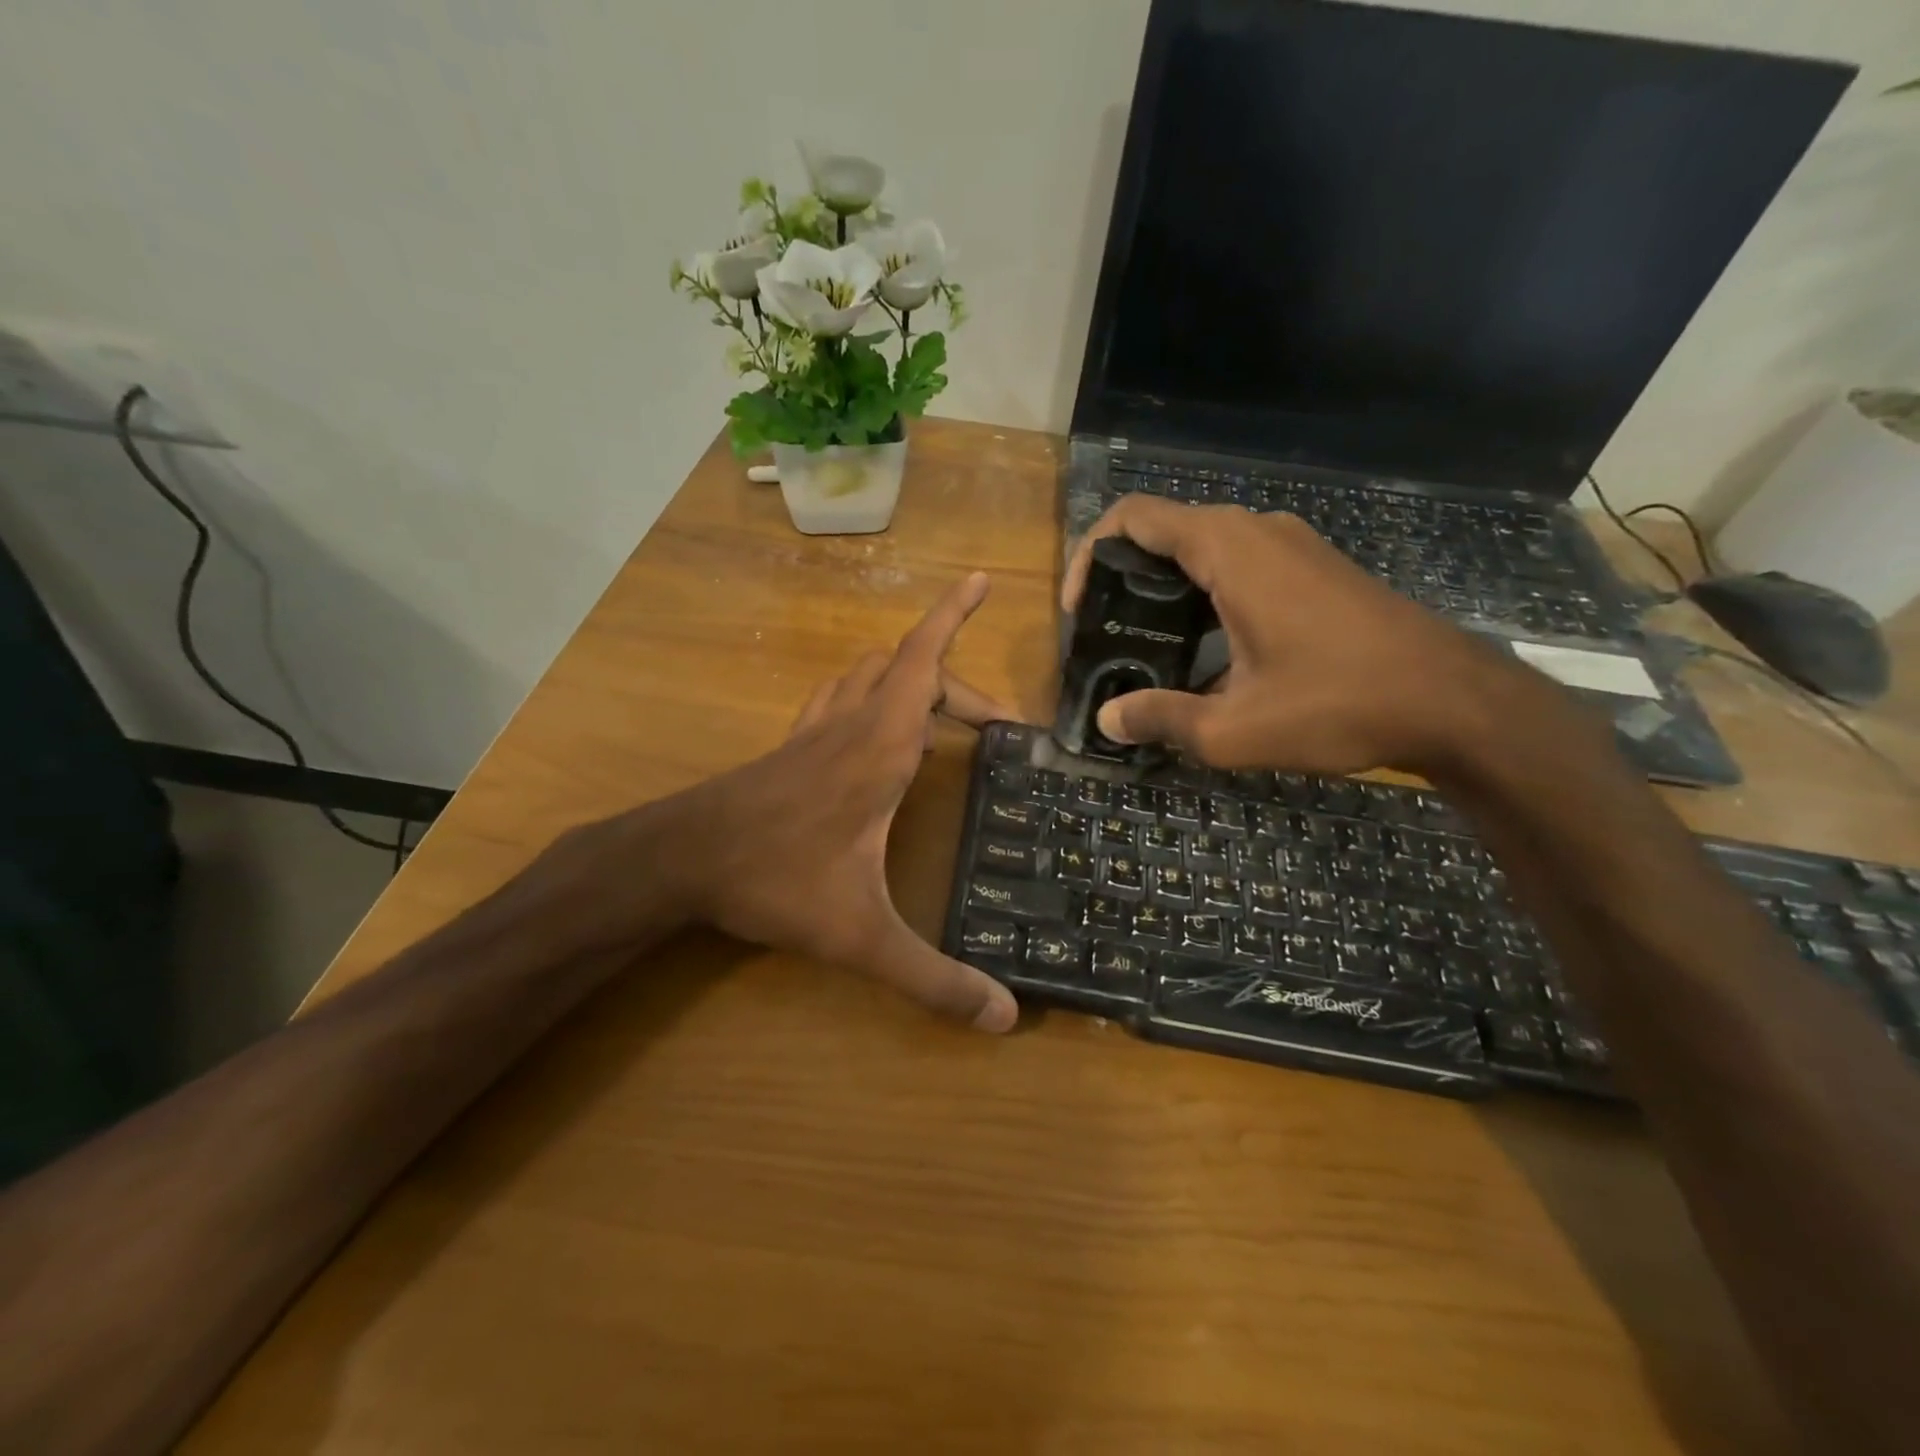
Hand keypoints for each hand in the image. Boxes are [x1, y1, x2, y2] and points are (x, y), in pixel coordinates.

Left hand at [649, 572, 1018, 1030]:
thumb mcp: (862, 935)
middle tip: (994, 723)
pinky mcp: (790, 749)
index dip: (952, 616)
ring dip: (908, 678)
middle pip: (908, 670)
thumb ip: (933, 977)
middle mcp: (850, 725)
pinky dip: (866, 695)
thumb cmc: (775, 880)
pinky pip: (836, 699)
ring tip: (941, 710)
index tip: (978, 578)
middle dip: (957, 682)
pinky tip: (870, 730)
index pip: (924, 662)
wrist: (678, 861)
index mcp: (880, 747)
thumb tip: (1005, 1018)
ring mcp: (814, 733)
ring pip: (867, 676)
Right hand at [1062, 497, 1503, 775]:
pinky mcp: (1314, 567)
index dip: (1090, 555)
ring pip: (1202, 547)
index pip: (1134, 518)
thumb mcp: (1235, 728)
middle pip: (1164, 530)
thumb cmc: (1339, 704)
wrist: (1454, 702)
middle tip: (1106, 635)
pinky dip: (1202, 592)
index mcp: (1229, 550)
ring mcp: (1292, 545)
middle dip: (1122, 577)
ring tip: (1145, 645)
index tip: (1079, 610)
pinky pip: (1237, 562)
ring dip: (1163, 587)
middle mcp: (1257, 531)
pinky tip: (1204, 649)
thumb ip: (1161, 719)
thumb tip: (1108, 719)